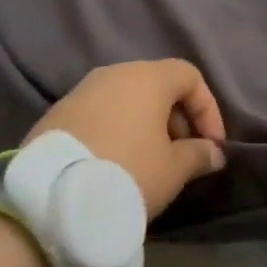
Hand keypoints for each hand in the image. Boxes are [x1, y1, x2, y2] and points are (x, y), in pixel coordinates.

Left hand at [27, 59, 227, 219]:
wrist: (53, 194)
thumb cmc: (128, 171)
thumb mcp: (174, 169)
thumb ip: (199, 155)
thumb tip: (212, 152)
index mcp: (147, 77)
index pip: (189, 76)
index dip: (208, 109)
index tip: (211, 145)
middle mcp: (113, 73)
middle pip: (156, 85)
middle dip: (176, 118)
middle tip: (182, 155)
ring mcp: (81, 91)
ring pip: (126, 100)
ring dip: (145, 125)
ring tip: (150, 163)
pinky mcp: (58, 113)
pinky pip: (100, 114)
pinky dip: (117, 131)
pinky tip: (116, 164)